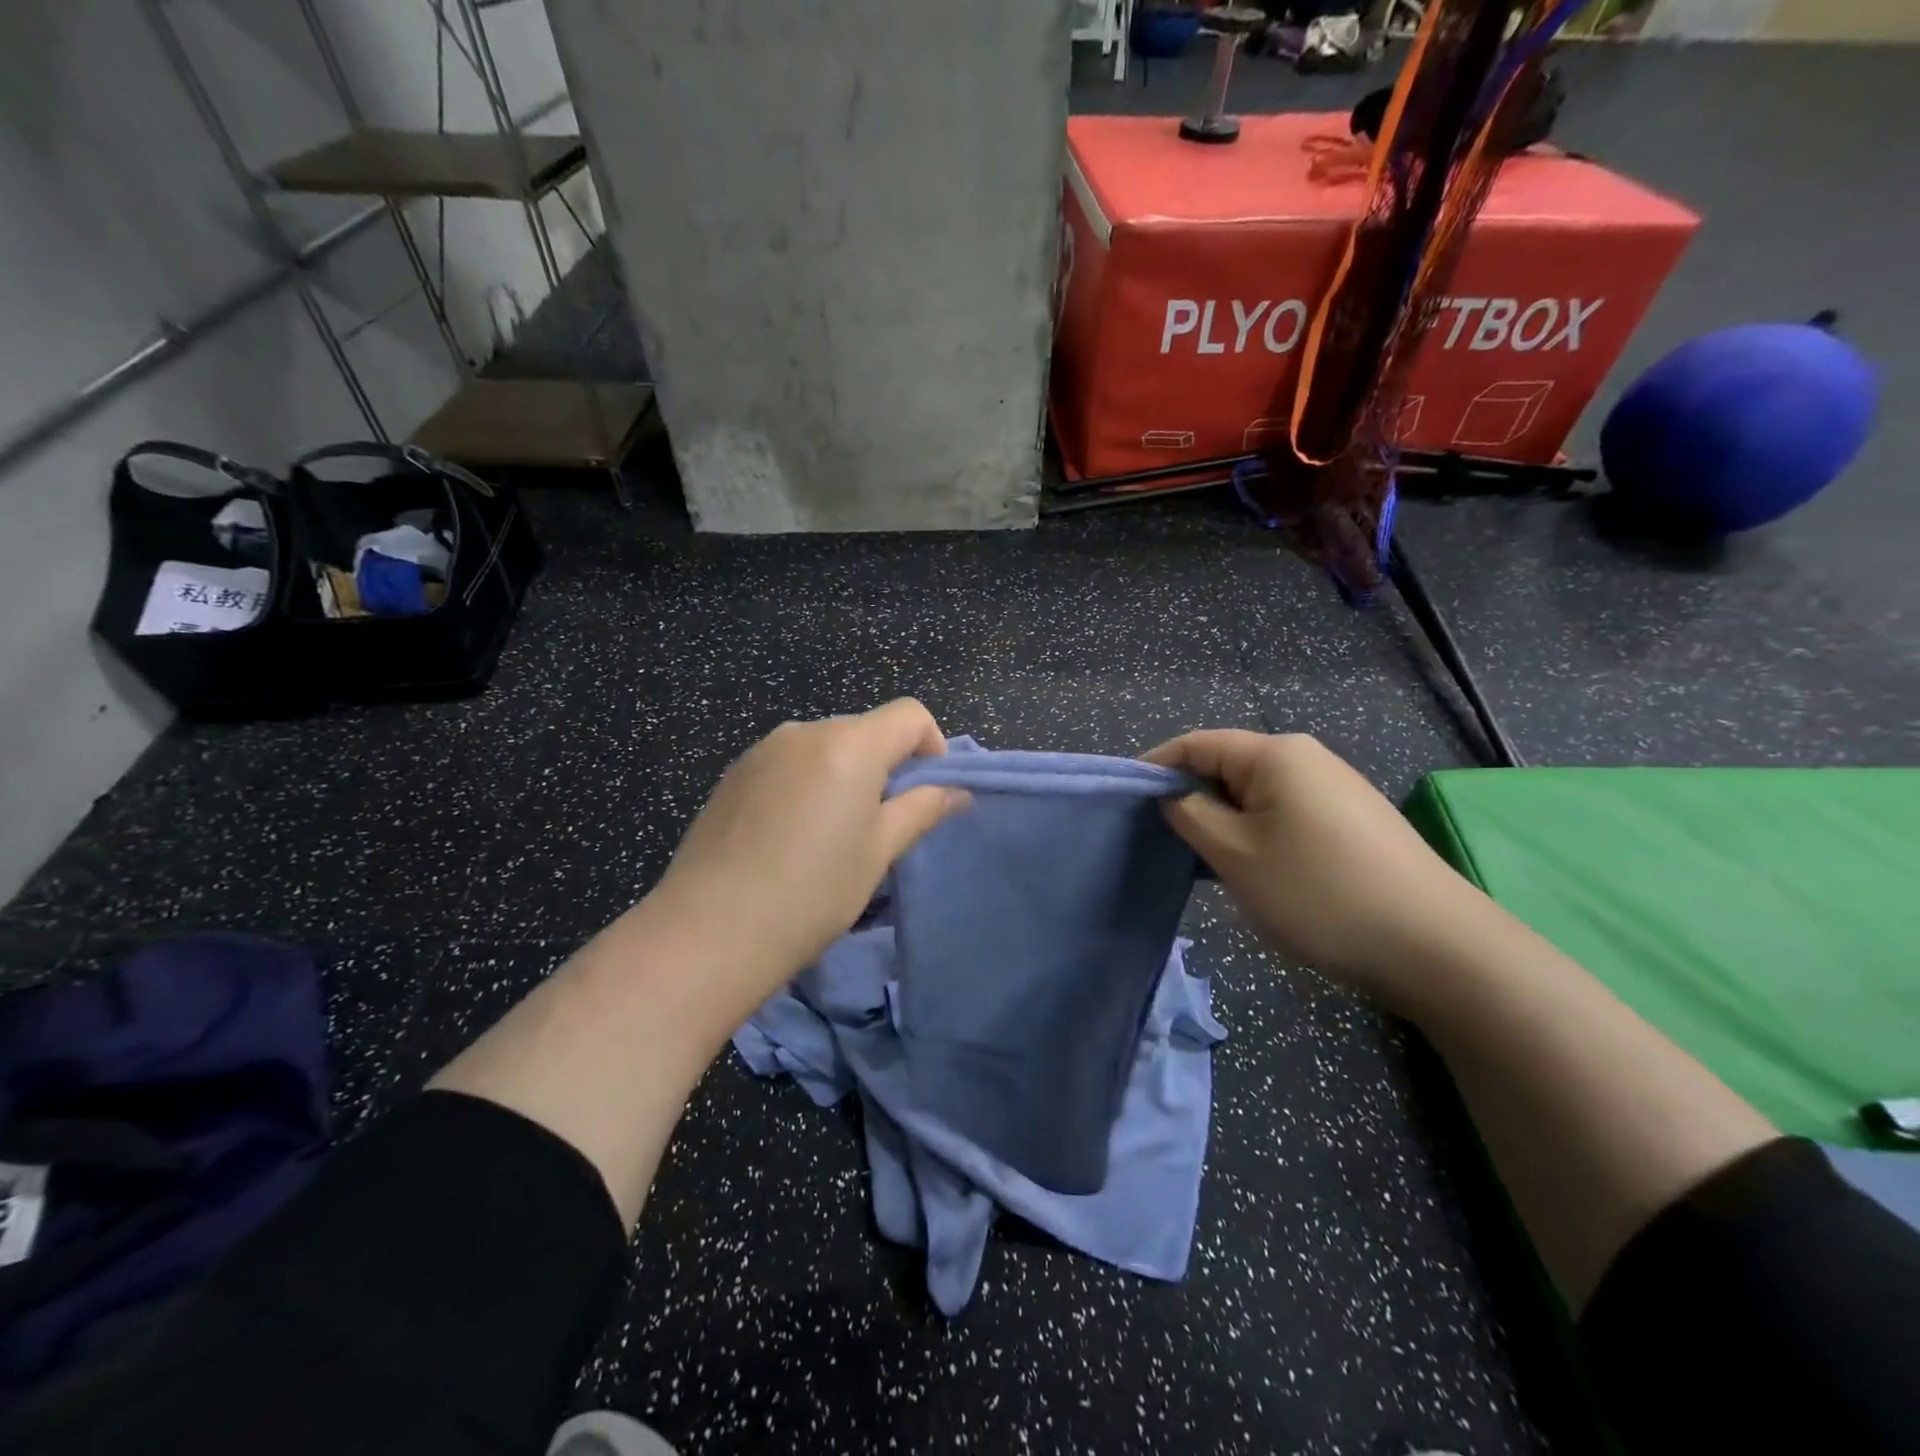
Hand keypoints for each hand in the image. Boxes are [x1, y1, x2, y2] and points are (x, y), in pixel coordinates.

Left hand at [646, 699, 970, 1024]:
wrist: (709, 930)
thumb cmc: (812, 892)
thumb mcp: (878, 852)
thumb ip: (921, 810)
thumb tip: (956, 792)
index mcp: (849, 744)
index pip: (910, 714)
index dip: (932, 745)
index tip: (926, 793)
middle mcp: (805, 731)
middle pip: (866, 730)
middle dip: (886, 765)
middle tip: (881, 825)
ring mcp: (763, 750)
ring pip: (825, 748)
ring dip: (845, 775)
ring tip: (831, 836)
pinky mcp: (734, 774)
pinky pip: (789, 764)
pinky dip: (807, 784)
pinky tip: (790, 837)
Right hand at [1143, 731, 1488, 1006]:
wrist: (1434, 946)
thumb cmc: (1318, 892)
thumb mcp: (1235, 854)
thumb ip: (1191, 815)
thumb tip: (1175, 797)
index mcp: (1275, 755)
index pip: (1196, 744)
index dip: (1155, 767)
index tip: (1124, 800)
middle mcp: (1307, 760)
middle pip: (1227, 767)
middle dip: (1190, 799)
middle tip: (1160, 840)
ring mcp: (1335, 791)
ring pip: (1255, 796)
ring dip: (1222, 823)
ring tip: (1201, 862)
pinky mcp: (1352, 823)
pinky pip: (1284, 816)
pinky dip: (1255, 836)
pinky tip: (1252, 872)